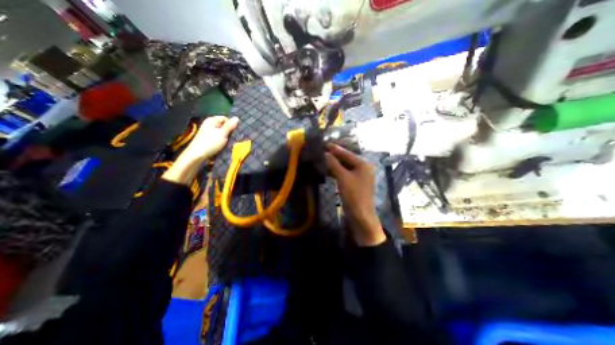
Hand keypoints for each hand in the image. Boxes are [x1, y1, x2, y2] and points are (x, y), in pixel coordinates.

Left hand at [178, 115, 239, 164]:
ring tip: (227, 143)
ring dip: (225, 138)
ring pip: (221, 133)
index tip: (233, 133)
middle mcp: (209, 124)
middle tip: (231, 139)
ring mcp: (208, 132)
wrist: (197, 155)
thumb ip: (230, 126)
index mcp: (211, 120)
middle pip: (223, 126)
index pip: (225, 119)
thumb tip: (237, 118)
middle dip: (228, 132)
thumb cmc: (210, 143)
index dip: (230, 125)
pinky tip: (222, 146)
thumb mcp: (222, 133)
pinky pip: (218, 138)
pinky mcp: (207, 140)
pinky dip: (221, 142)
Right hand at [326, 144, 382, 245]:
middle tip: (321, 151)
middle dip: (334, 156)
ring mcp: (359, 176)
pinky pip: (344, 174)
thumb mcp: (343, 178)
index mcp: (363, 164)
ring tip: (322, 159)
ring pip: (344, 167)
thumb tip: (325, 153)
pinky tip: (327, 170)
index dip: (335, 149)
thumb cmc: (354, 195)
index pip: (347, 153)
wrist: (360, 216)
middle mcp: (362, 168)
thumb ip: (334, 164)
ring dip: (334, 164)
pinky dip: (336, 172)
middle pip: (346, 159)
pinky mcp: (354, 183)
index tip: (324, 143)